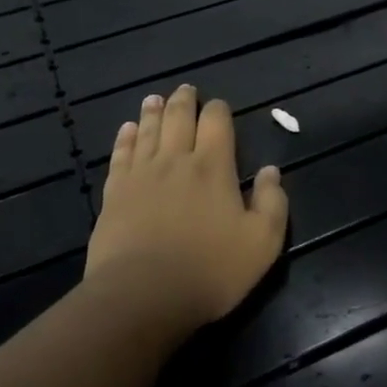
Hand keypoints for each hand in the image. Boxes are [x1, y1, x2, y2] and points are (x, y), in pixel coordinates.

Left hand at [84, 84, 288, 340]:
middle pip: (178, 118)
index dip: (218, 110)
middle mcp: (176, 160)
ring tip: (155, 99)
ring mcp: (140, 175)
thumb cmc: (209, 270)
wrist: (142, 296)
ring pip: (147, 131)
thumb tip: (270, 171)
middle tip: (185, 90)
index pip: (216, 122)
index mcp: (213, 166)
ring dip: (153, 111)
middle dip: (184, 101)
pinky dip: (125, 138)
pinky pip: (120, 155)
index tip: (219, 107)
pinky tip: (127, 130)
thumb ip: (272, 203)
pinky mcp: (114, 194)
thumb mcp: (262, 243)